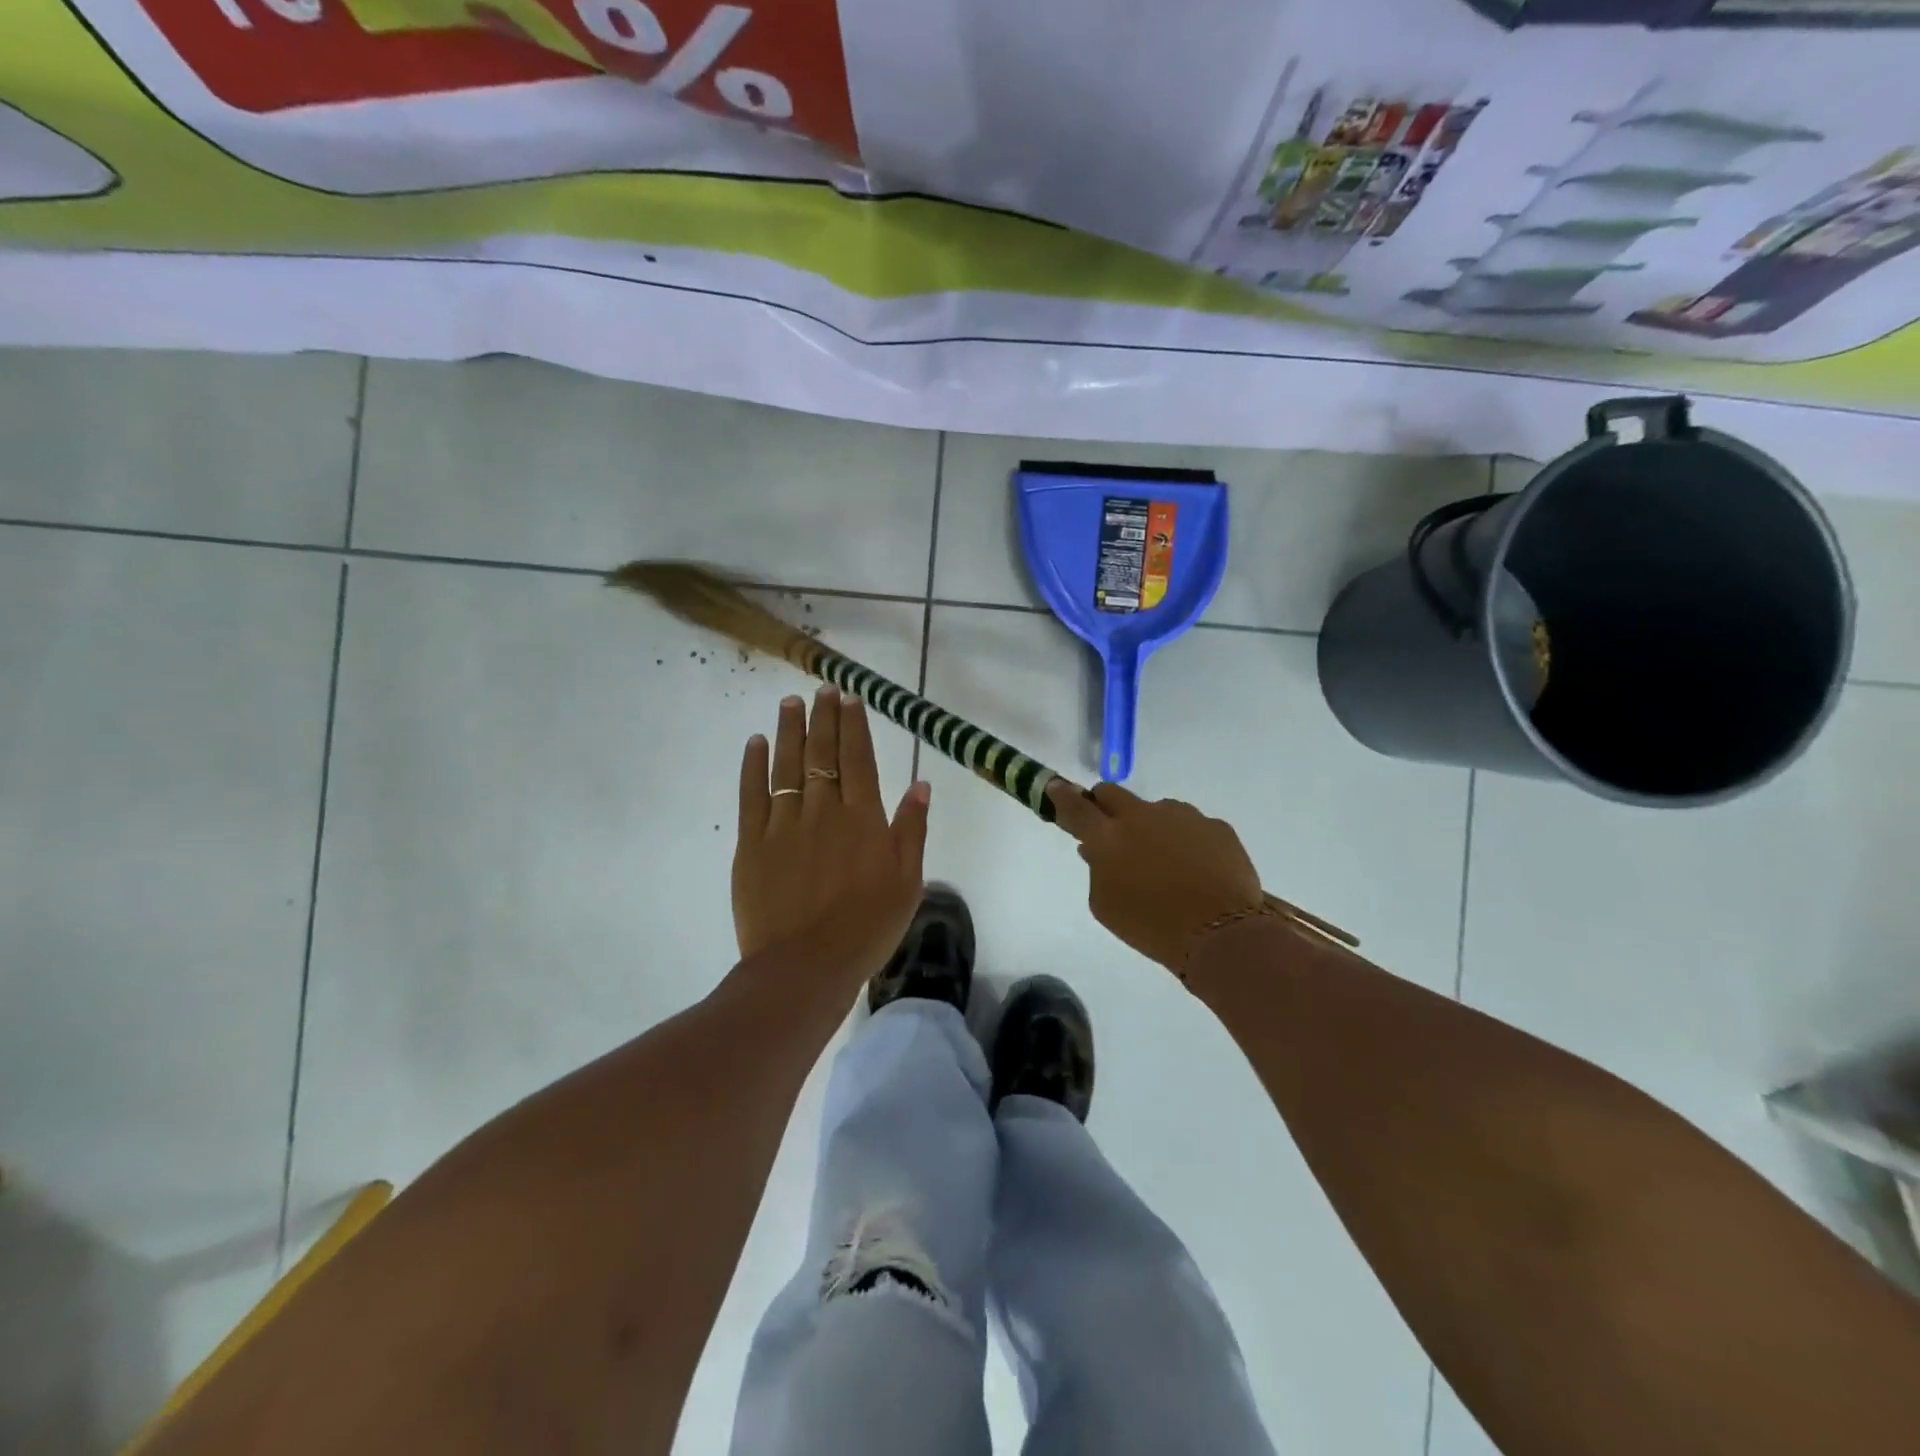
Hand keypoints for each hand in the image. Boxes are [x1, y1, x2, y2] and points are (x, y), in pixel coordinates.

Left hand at [732, 686, 930, 988]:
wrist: (806, 966)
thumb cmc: (866, 927)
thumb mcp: (907, 882)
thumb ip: (912, 830)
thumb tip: (921, 784)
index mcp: (863, 818)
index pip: (858, 759)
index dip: (854, 726)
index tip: (850, 698)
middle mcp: (823, 810)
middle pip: (822, 753)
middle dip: (823, 718)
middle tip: (822, 689)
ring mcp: (784, 824)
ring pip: (787, 766)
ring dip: (789, 731)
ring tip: (790, 703)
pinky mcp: (753, 844)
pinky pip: (753, 795)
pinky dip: (754, 766)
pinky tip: (756, 743)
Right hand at [1047, 780, 1263, 973]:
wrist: (1222, 932)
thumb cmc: (1152, 925)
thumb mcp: (1106, 907)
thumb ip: (1096, 872)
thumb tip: (1095, 850)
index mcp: (1108, 837)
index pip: (1076, 807)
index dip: (1062, 796)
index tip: (1056, 788)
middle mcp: (1141, 815)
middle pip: (1112, 793)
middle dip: (1105, 806)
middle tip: (1110, 830)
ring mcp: (1181, 816)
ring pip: (1155, 809)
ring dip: (1150, 826)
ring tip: (1165, 863)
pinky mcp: (1215, 826)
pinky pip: (1190, 826)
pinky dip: (1186, 841)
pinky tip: (1196, 870)